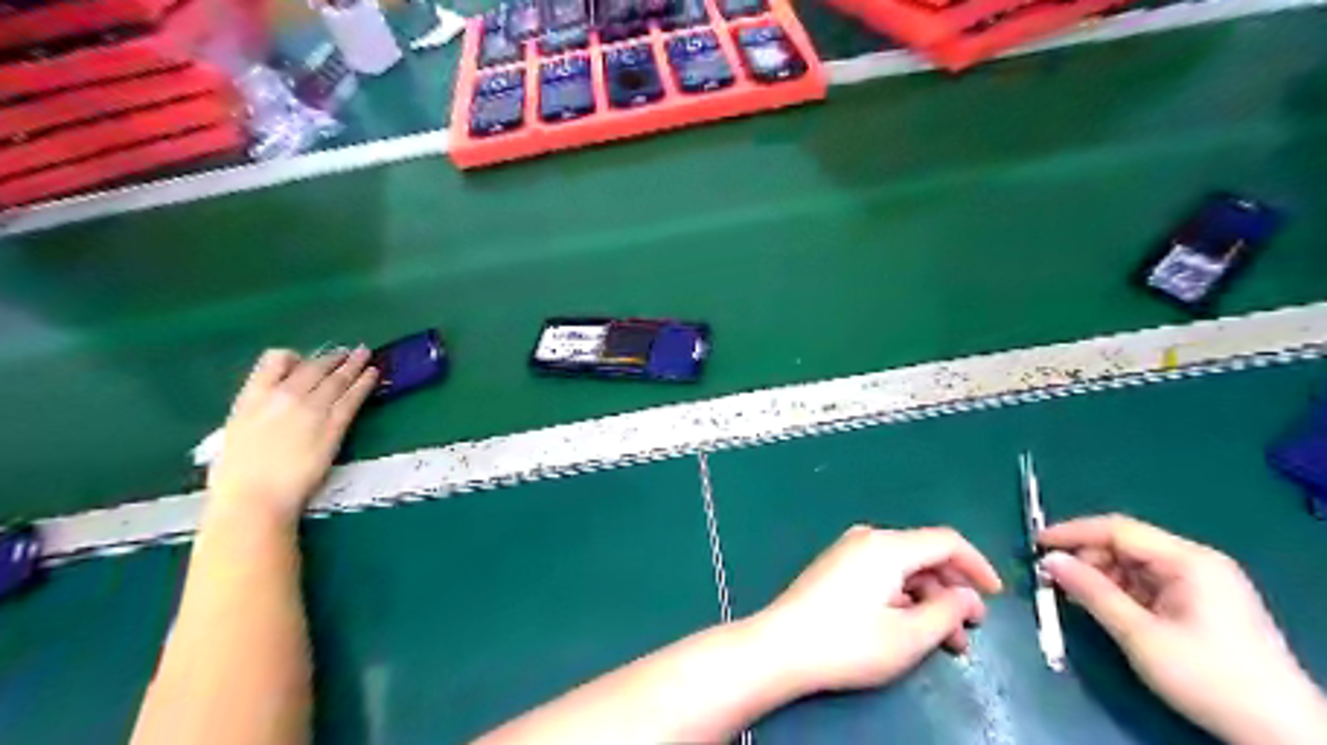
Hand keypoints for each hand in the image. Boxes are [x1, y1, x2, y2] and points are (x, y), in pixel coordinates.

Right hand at [204, 351, 378, 530]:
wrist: (256, 496)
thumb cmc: (237, 476)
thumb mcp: (236, 431)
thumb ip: (256, 411)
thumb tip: (273, 405)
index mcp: (253, 396)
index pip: (274, 361)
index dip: (294, 357)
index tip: (305, 358)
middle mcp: (284, 395)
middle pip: (314, 367)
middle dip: (334, 357)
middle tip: (349, 351)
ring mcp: (312, 408)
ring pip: (337, 378)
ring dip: (354, 364)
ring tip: (366, 355)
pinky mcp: (334, 424)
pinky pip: (353, 397)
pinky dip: (365, 383)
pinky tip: (374, 375)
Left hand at [752, 527, 1000, 694]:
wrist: (780, 647)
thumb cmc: (847, 642)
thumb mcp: (908, 635)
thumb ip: (947, 612)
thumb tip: (966, 596)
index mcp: (888, 546)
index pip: (946, 541)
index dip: (977, 566)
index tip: (997, 595)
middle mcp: (868, 539)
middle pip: (924, 555)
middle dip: (953, 590)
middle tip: (972, 628)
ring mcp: (848, 552)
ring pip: (903, 568)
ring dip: (929, 600)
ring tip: (946, 641)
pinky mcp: (835, 568)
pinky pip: (881, 574)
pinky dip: (903, 597)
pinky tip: (911, 628)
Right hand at [1041, 514, 1320, 740]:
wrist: (1282, 733)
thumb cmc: (1208, 677)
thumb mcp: (1140, 635)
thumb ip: (1092, 592)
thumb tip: (1049, 561)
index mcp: (1189, 561)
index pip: (1118, 529)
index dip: (1072, 533)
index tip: (1035, 544)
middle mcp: (1197, 563)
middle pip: (1126, 546)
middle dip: (1086, 558)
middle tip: (1052, 579)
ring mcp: (1203, 584)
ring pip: (1135, 566)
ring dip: (1100, 577)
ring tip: (1072, 597)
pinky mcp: (1203, 605)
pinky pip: (1149, 585)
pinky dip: (1120, 592)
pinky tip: (1101, 607)